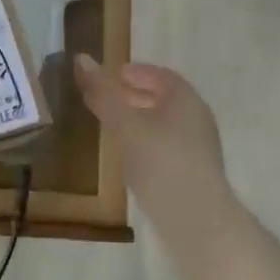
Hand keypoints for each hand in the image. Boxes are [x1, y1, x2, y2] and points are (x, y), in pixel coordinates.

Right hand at [74, 53, 235, 241]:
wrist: (196, 220)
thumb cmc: (160, 161)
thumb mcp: (125, 123)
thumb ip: (103, 92)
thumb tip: (81, 58)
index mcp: (185, 98)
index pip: (160, 75)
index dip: (135, 72)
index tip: (111, 75)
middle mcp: (197, 118)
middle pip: (163, 99)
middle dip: (134, 96)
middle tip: (106, 99)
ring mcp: (199, 148)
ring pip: (165, 124)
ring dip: (139, 120)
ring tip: (112, 127)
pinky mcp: (194, 173)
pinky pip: (167, 146)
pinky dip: (146, 142)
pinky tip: (129, 157)